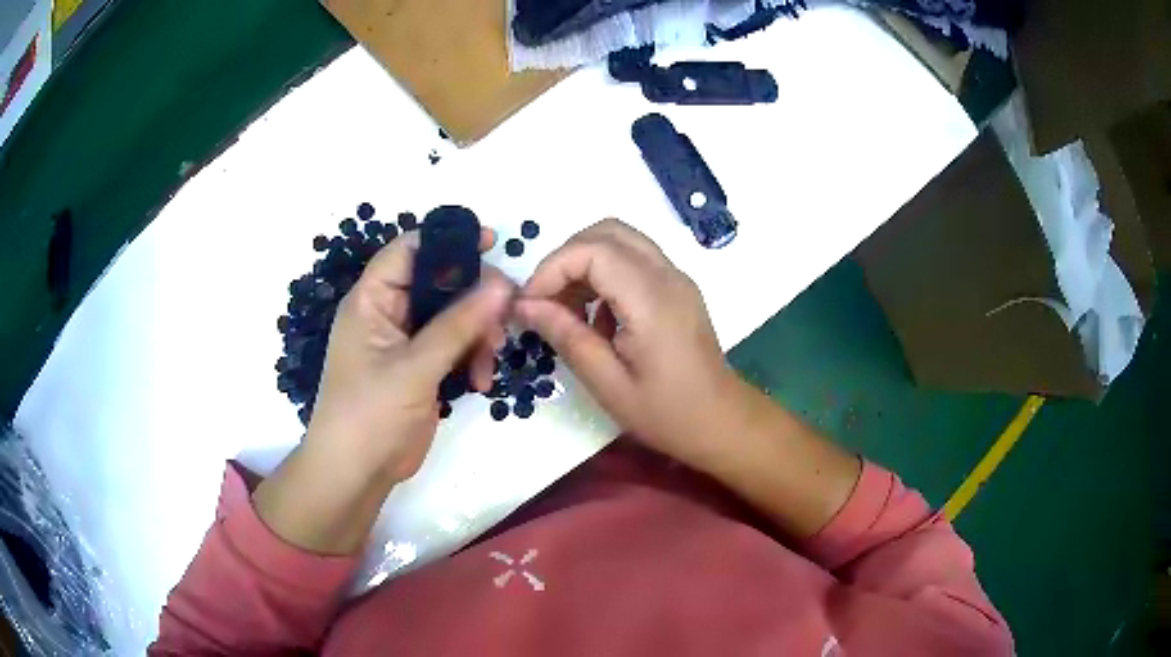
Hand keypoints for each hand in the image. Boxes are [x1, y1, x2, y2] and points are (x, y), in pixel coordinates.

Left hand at [254, 229, 512, 554]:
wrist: (357, 473)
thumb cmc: (370, 414)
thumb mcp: (414, 368)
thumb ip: (458, 325)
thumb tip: (502, 284)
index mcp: (372, 300)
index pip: (410, 250)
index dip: (448, 240)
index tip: (492, 243)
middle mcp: (389, 313)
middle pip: (441, 283)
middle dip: (475, 299)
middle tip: (505, 317)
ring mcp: (407, 342)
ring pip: (455, 317)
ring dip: (479, 335)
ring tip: (489, 363)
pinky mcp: (422, 368)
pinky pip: (456, 347)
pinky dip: (473, 358)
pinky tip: (481, 383)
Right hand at [516, 219, 860, 538]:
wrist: (721, 422)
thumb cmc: (666, 413)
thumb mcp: (607, 383)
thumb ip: (566, 336)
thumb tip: (524, 305)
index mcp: (651, 300)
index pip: (592, 250)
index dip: (553, 268)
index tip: (530, 304)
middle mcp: (667, 276)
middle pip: (607, 231)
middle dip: (566, 258)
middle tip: (546, 300)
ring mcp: (677, 278)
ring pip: (620, 240)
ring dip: (585, 264)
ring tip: (568, 310)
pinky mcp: (678, 287)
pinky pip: (634, 259)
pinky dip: (605, 274)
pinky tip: (598, 317)